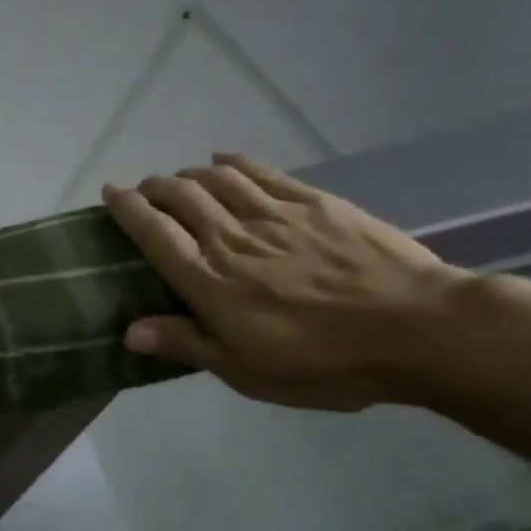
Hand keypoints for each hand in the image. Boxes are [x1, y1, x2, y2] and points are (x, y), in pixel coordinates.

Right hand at [101, 155, 468, 410]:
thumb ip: (187, 345)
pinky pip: (262, 172)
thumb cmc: (326, 362)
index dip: (127, 209)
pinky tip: (224, 159)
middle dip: (154, 187)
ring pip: (216, 178)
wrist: (420, 329)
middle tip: (144, 190)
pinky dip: (235, 161)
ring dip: (189, 173)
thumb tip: (130, 332)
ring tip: (180, 179)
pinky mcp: (315, 203)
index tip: (110, 192)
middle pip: (180, 196)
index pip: (154, 233)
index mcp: (209, 281)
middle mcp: (232, 238)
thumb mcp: (247, 371)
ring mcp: (275, 215)